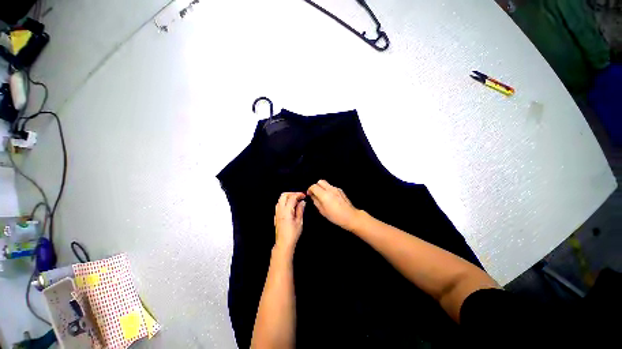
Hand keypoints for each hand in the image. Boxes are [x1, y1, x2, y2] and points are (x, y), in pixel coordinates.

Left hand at [274, 192, 306, 252]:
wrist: (283, 243)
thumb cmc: (293, 234)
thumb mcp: (299, 221)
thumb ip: (300, 210)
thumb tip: (302, 202)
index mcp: (286, 210)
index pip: (292, 197)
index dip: (299, 194)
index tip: (304, 195)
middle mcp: (280, 210)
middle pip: (284, 195)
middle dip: (292, 193)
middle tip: (299, 196)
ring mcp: (277, 212)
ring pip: (280, 199)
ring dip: (288, 197)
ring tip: (296, 201)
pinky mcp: (276, 216)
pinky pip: (279, 204)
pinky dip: (285, 202)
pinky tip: (290, 206)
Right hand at [307, 180, 360, 230]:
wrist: (350, 216)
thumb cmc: (335, 216)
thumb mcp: (322, 211)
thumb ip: (316, 201)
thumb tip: (312, 196)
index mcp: (324, 195)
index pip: (314, 186)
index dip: (310, 189)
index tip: (309, 194)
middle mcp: (330, 189)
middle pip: (320, 181)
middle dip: (316, 186)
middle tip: (315, 193)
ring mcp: (336, 189)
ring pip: (326, 183)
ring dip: (322, 188)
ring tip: (323, 196)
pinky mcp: (340, 190)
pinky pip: (331, 187)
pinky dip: (328, 190)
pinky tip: (330, 198)